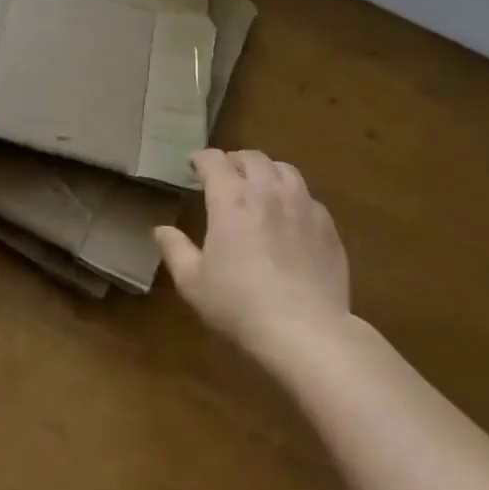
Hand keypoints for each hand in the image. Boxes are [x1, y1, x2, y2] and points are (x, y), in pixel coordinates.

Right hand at [155, 149, 350, 361]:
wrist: (306, 331)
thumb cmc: (240, 305)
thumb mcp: (193, 283)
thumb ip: (175, 250)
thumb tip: (161, 230)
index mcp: (231, 198)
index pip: (213, 160)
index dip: (200, 158)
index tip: (193, 165)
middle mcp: (267, 191)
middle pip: (251, 157)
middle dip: (233, 161)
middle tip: (225, 176)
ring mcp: (303, 205)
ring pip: (284, 169)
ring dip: (266, 171)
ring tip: (259, 187)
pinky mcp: (327, 225)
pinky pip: (307, 196)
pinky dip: (292, 196)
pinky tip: (289, 217)